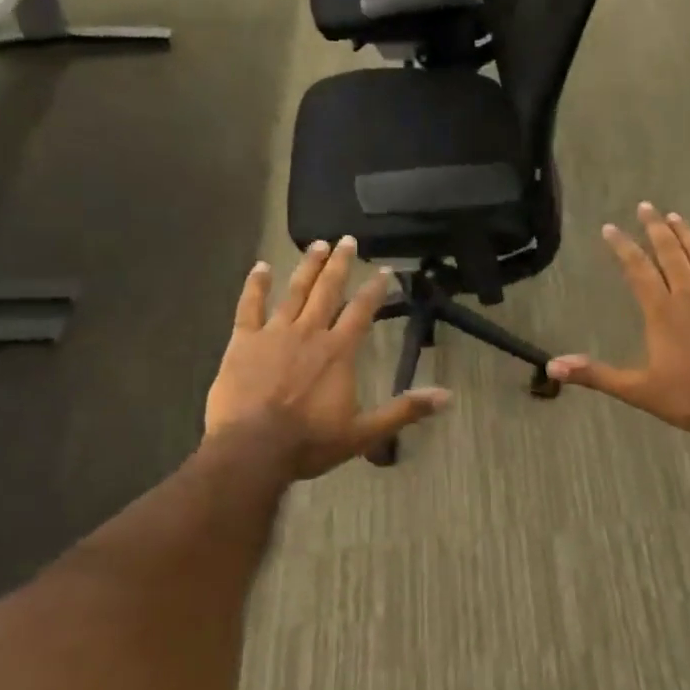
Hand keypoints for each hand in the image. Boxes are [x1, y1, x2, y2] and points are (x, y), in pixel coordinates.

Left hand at [205, 237, 448, 477]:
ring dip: (306, 267)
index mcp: (339, 351)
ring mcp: (273, 333)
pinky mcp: (243, 342)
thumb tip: (447, 396)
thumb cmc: (310, 442)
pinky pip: (249, 306)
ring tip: (316, 244)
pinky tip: (260, 267)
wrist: (253, 449)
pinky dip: (255, 285)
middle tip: (346, 240)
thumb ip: (404, 410)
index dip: (375, 289)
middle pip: (327, 290)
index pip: (362, 311)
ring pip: (293, 291)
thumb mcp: (364, 432)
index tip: (384, 269)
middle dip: (339, 264)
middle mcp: (309, 333)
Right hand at [547, 204, 689, 433]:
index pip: (637, 270)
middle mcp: (688, 294)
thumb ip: (595, 374)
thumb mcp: (638, 390)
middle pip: (669, 253)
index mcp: (660, 311)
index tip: (610, 228)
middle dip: (655, 228)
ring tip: (675, 216)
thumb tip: (552, 366)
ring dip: (686, 234)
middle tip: (646, 207)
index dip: (622, 247)